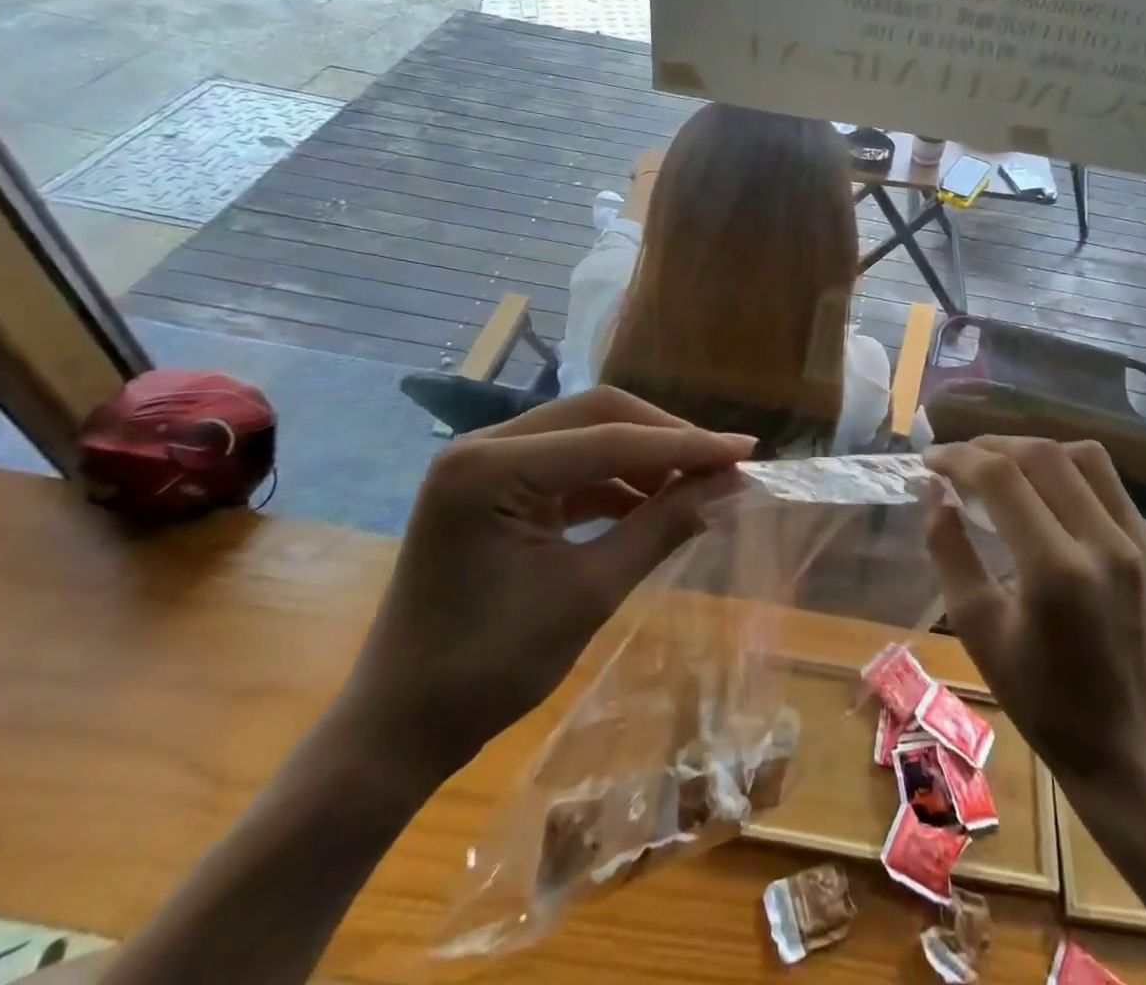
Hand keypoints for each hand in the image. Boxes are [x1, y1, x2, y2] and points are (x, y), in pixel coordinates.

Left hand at [339, 387, 755, 783]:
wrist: (398, 729)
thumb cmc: (487, 671)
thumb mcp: (587, 594)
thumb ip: (659, 528)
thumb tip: (727, 486)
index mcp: (490, 468)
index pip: (610, 440)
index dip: (685, 445)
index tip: (746, 450)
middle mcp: (483, 446)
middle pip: (597, 416)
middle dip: (665, 439)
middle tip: (722, 465)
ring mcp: (485, 463)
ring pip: (587, 434)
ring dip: (644, 458)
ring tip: (696, 488)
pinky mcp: (494, 486)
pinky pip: (570, 465)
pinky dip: (615, 481)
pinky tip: (653, 503)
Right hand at [921, 436, 1145, 787]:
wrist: (1127, 747)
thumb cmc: (1039, 698)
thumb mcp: (977, 629)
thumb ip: (950, 551)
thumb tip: (934, 493)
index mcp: (1055, 571)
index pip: (1001, 478)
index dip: (959, 458)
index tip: (930, 460)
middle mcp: (1104, 544)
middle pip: (1042, 455)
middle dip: (991, 445)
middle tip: (959, 459)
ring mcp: (1139, 544)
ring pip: (1082, 457)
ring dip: (1033, 450)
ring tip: (1001, 466)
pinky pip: (1109, 483)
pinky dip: (1069, 470)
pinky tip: (1045, 489)